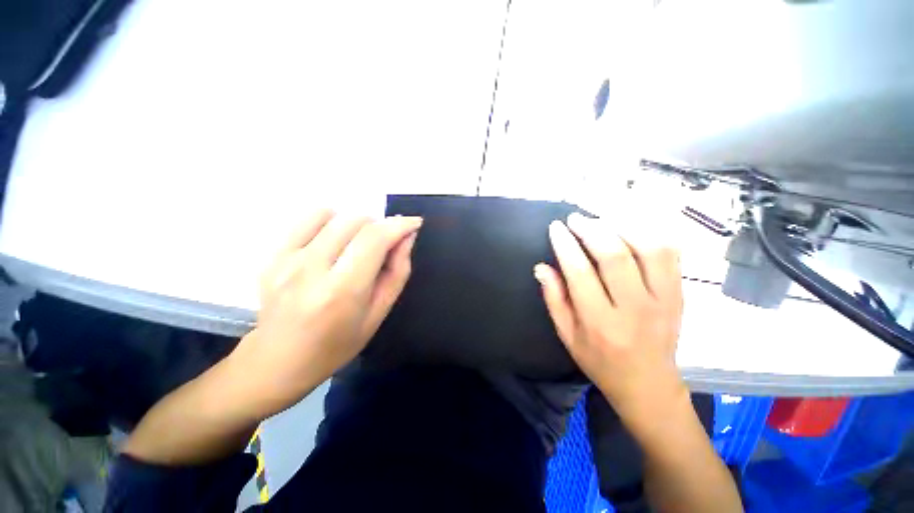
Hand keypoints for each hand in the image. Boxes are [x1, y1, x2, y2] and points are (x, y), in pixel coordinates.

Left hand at [230, 210, 421, 418]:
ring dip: (357, 224)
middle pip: (356, 222)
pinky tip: (333, 241)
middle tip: (385, 245)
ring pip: (334, 215)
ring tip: (358, 245)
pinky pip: (308, 218)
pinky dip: (331, 221)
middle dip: (381, 227)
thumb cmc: (338, 344)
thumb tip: (407, 237)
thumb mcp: (379, 313)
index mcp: (342, 292)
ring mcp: (286, 260)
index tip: (414, 223)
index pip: (375, 239)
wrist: (278, 360)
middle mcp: (311, 270)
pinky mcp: (272, 255)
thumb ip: (398, 272)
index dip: (399, 225)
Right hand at [534, 212, 685, 420]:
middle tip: (575, 219)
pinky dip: (650, 233)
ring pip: (648, 248)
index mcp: (600, 323)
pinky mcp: (680, 294)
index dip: (565, 245)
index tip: (556, 228)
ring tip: (601, 220)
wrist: (648, 384)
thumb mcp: (566, 335)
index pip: (580, 272)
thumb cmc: (600, 361)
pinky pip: (671, 254)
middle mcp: (635, 309)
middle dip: (590, 229)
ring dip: (622, 227)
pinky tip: (630, 229)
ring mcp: (664, 300)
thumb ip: (553, 299)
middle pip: (614, 255)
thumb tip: (541, 267)